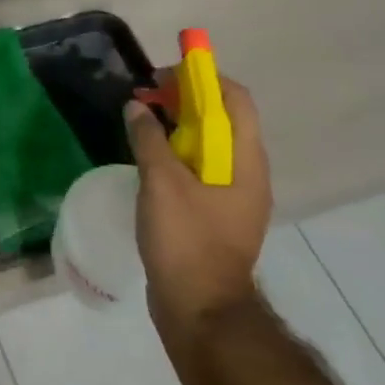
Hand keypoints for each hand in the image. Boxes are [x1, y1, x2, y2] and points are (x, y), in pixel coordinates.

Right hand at [122, 78, 272, 335]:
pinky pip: (199, 169)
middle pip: (222, 119)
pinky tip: (148, 163)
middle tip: (145, 99)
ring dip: (178, 127)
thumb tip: (137, 107)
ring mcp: (234, 196)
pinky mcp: (216, 215)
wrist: (200, 307)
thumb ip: (149, 140)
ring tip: (141, 126)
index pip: (234, 99)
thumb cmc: (186, 240)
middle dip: (185, 101)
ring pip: (209, 145)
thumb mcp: (161, 183)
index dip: (202, 77)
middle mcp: (247, 172)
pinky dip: (176, 154)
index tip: (162, 76)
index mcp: (245, 160)